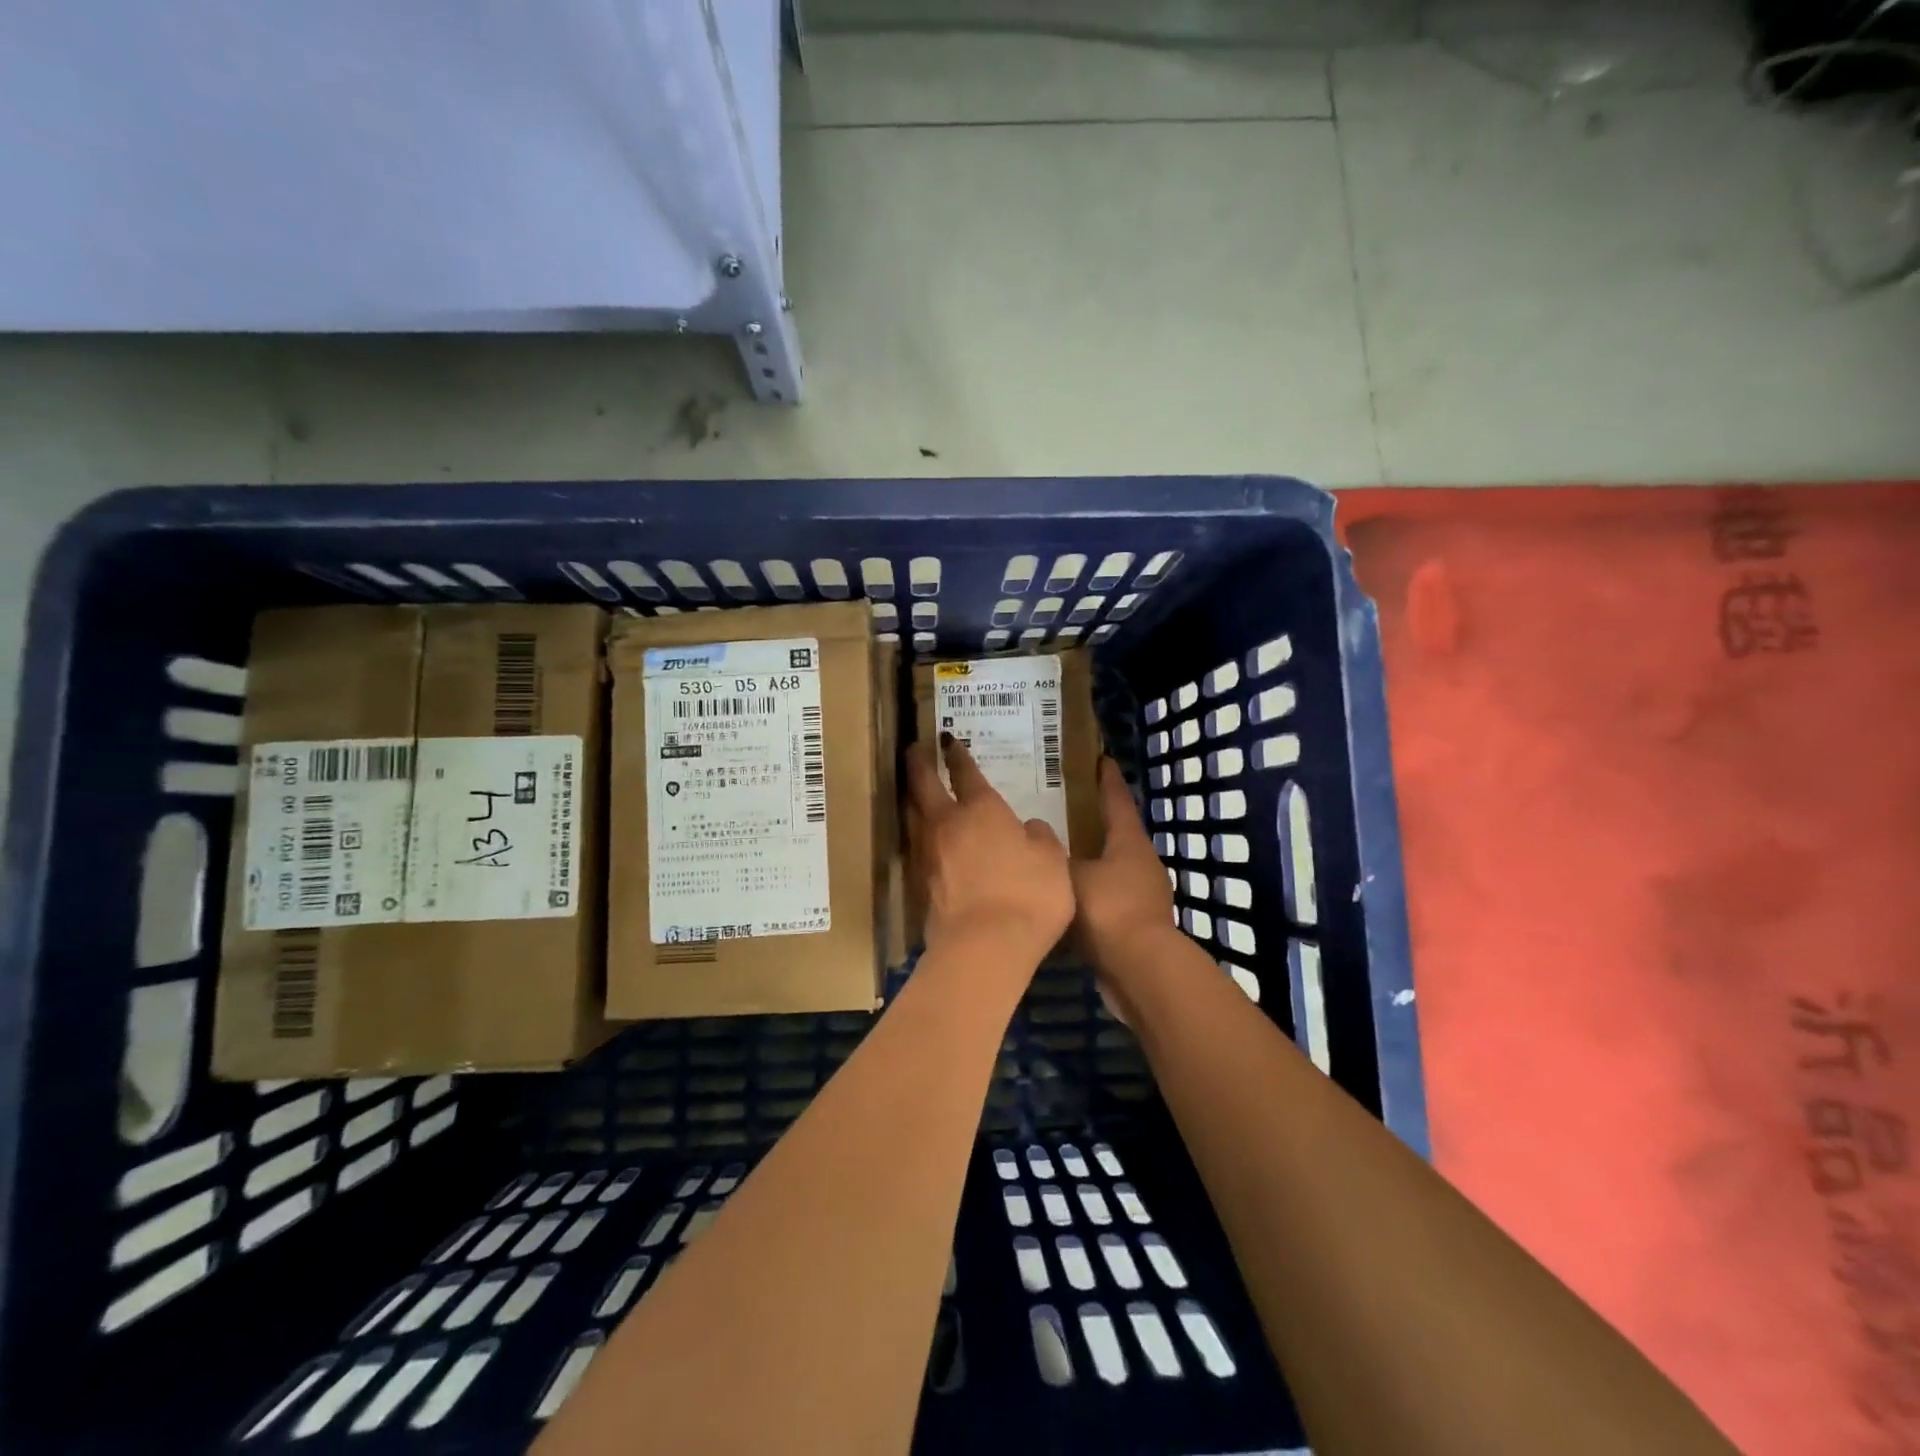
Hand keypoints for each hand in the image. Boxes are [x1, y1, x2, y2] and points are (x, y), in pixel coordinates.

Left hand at [905, 735, 1073, 979]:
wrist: (984, 947)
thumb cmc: (1028, 896)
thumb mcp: (1053, 862)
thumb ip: (1040, 839)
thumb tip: (1028, 829)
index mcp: (982, 810)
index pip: (966, 773)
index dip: (957, 755)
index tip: (947, 740)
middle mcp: (948, 824)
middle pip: (924, 785)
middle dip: (919, 764)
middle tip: (914, 749)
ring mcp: (928, 854)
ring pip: (912, 815)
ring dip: (911, 797)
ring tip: (913, 790)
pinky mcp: (919, 884)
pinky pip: (914, 847)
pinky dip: (916, 835)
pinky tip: (922, 839)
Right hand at [1070, 758, 1179, 980]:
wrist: (1139, 970)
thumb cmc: (1108, 910)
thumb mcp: (1071, 875)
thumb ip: (1053, 856)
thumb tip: (1038, 839)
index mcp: (1129, 842)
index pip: (1117, 800)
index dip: (1106, 779)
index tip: (1099, 759)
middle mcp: (1141, 862)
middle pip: (1116, 833)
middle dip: (1094, 820)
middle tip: (1064, 808)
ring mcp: (1143, 894)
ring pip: (1111, 866)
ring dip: (1090, 859)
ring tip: (1059, 853)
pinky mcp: (1136, 923)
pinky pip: (1107, 897)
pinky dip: (1089, 892)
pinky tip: (1064, 896)